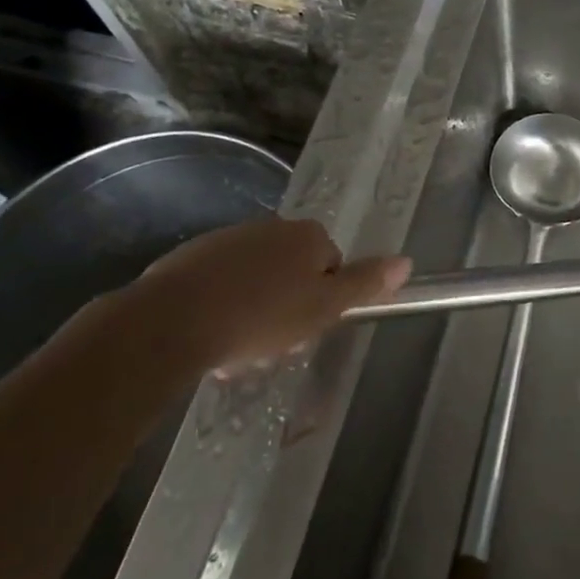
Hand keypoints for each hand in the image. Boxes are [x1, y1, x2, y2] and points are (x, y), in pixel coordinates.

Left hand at [129, 216, 409, 369]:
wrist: (173, 321)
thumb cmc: (261, 317)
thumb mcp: (323, 307)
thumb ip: (364, 284)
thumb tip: (406, 261)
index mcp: (307, 235)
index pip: (331, 265)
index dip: (323, 302)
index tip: (305, 330)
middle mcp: (272, 227)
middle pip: (293, 272)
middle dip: (286, 309)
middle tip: (271, 347)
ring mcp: (229, 238)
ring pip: (256, 281)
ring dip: (254, 312)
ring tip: (237, 351)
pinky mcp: (193, 257)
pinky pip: (221, 284)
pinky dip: (222, 307)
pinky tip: (210, 338)